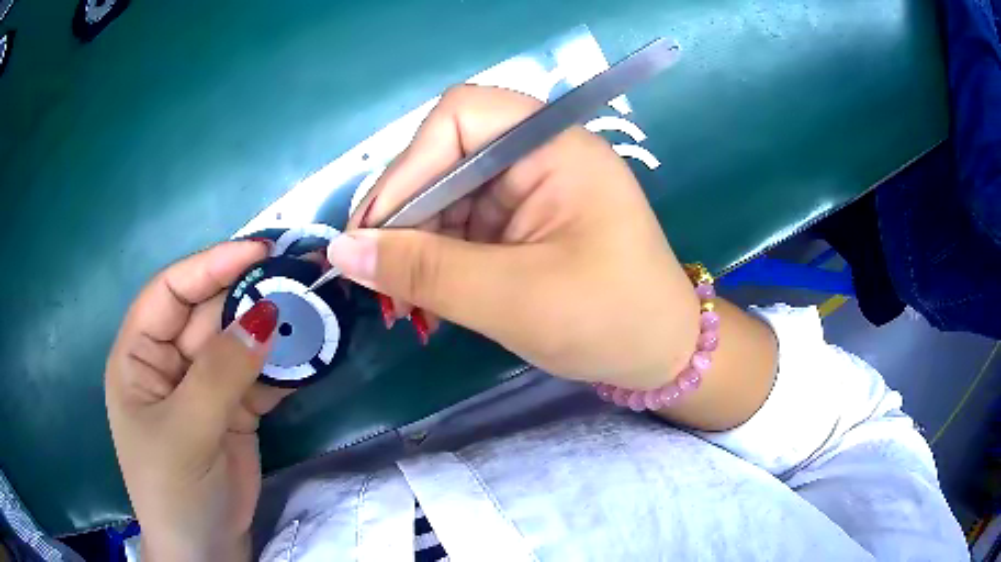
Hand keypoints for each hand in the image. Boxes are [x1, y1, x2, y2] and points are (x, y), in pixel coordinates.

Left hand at [105, 241, 290, 560]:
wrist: (206, 549)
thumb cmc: (173, 490)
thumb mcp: (186, 431)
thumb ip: (219, 373)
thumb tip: (264, 314)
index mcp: (139, 355)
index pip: (170, 292)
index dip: (210, 265)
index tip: (258, 252)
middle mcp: (169, 361)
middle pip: (209, 312)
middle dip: (250, 294)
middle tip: (300, 278)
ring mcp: (203, 385)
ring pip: (239, 341)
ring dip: (273, 328)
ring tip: (313, 311)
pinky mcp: (233, 409)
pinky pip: (259, 375)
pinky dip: (284, 366)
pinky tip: (310, 355)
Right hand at [329, 85, 699, 389]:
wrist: (661, 355)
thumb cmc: (609, 320)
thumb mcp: (513, 298)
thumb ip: (424, 271)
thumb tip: (342, 251)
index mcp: (554, 146)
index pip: (460, 117)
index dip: (409, 166)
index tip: (375, 231)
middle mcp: (539, 154)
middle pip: (446, 156)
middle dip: (405, 215)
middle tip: (376, 276)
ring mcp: (530, 187)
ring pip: (446, 194)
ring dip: (415, 243)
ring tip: (401, 299)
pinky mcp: (522, 221)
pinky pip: (462, 224)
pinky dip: (436, 257)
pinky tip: (426, 295)